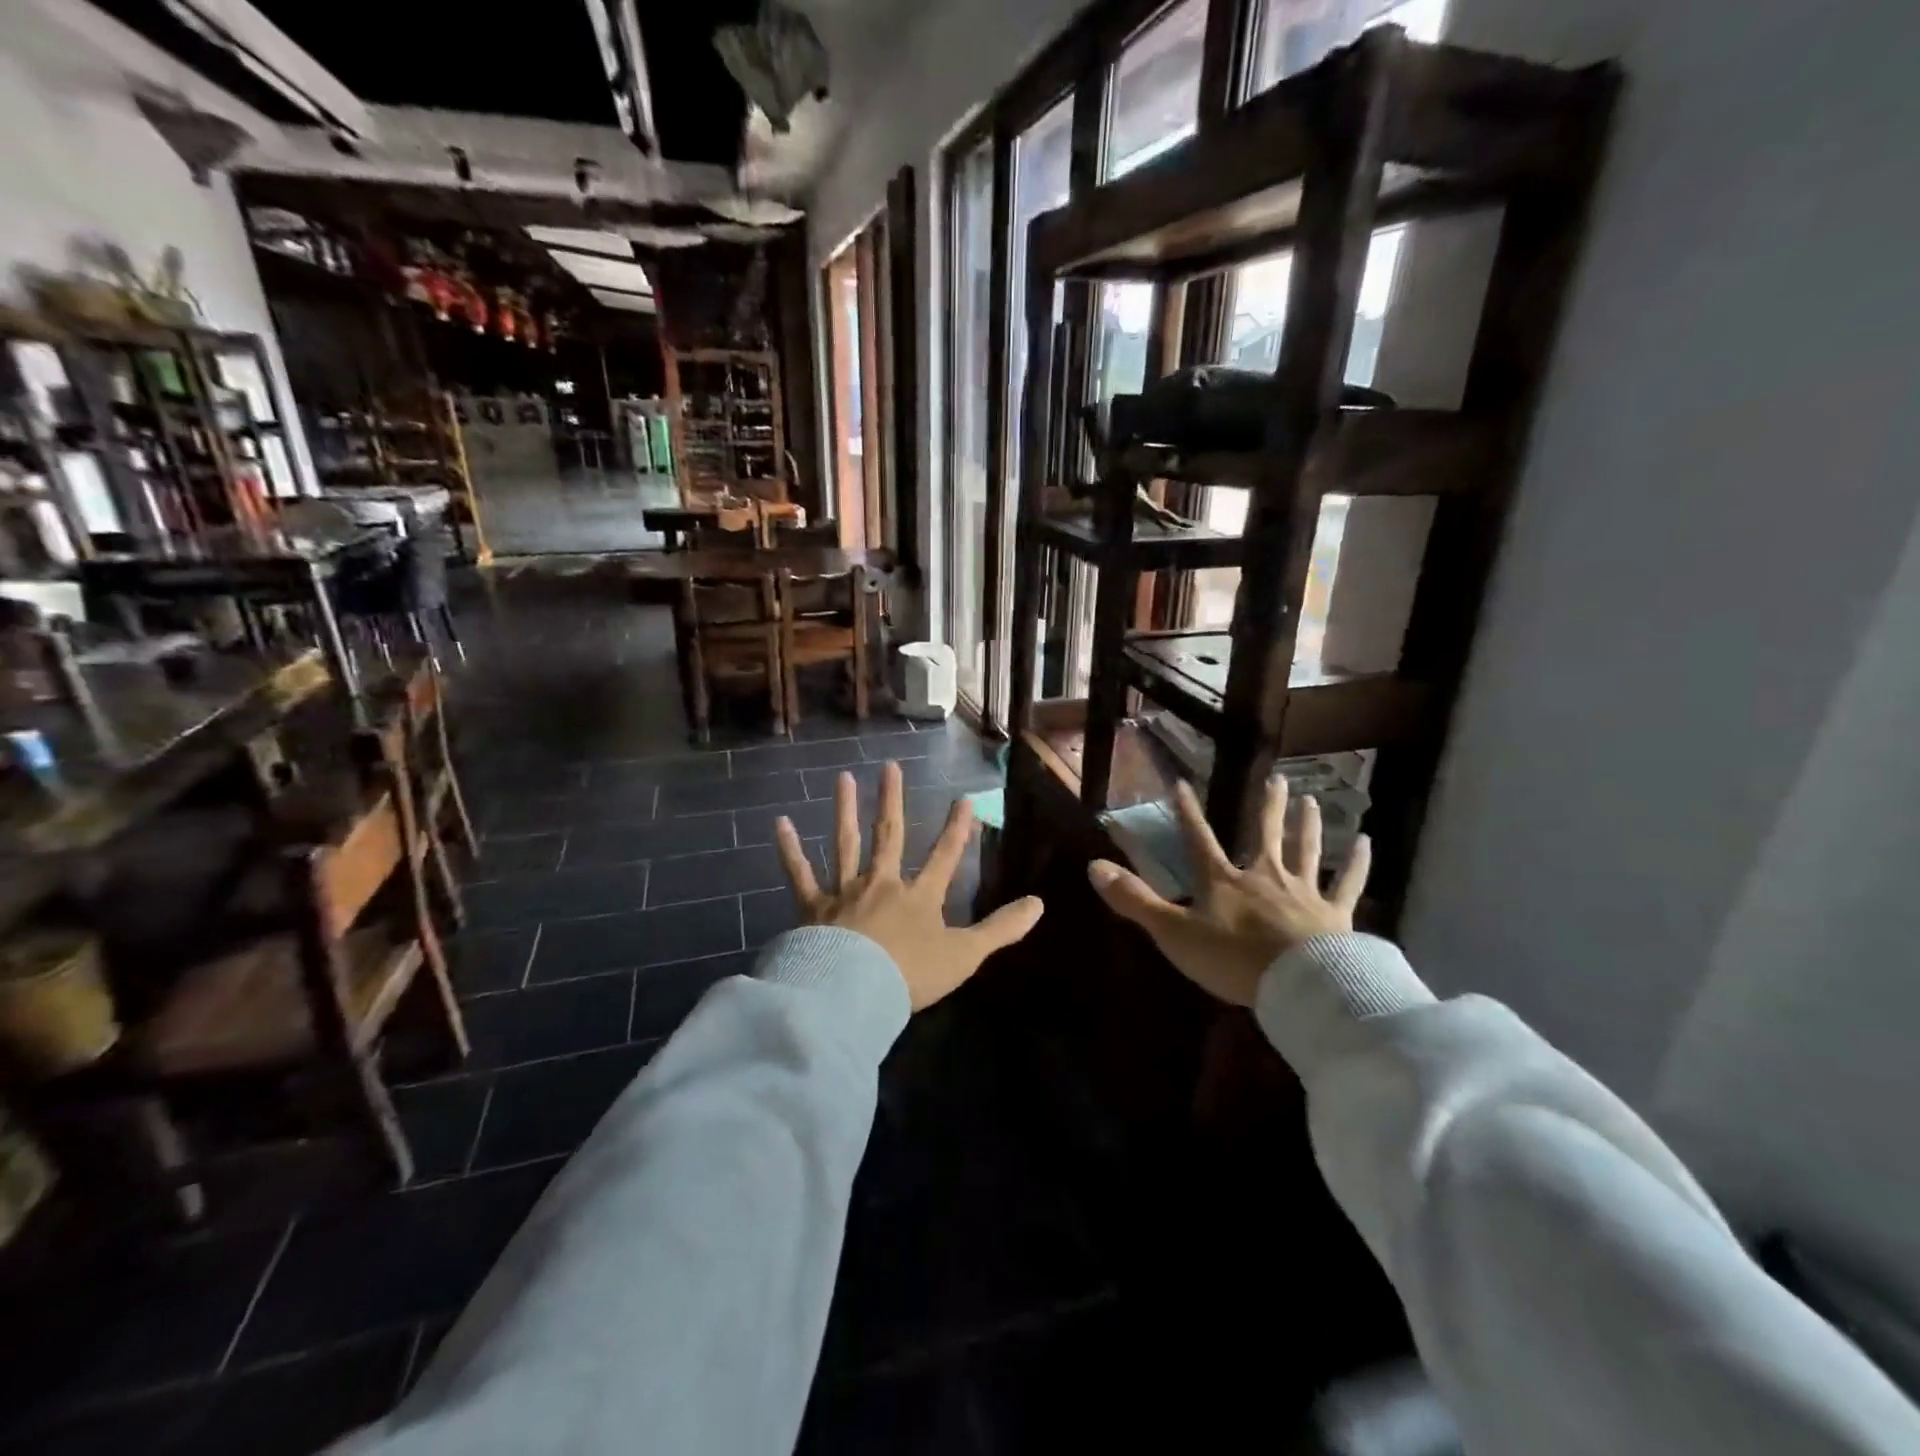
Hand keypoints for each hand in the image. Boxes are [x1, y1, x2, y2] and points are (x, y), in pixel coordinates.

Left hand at [774, 762, 1044, 1010]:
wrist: (854, 992)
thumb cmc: (910, 975)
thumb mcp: (965, 955)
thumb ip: (1001, 929)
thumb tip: (1040, 903)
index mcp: (919, 897)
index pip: (945, 856)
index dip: (957, 829)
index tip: (964, 799)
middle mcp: (882, 883)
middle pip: (889, 835)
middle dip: (892, 801)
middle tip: (890, 767)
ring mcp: (845, 892)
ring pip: (846, 843)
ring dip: (846, 810)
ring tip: (844, 778)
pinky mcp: (812, 907)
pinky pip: (799, 874)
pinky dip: (790, 849)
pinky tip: (780, 823)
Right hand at [1088, 778, 1368, 1006]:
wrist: (1299, 985)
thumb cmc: (1232, 959)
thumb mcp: (1173, 932)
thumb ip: (1134, 900)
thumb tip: (1093, 866)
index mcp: (1224, 882)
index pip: (1199, 839)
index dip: (1187, 812)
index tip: (1182, 783)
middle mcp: (1264, 876)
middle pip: (1264, 834)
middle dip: (1267, 807)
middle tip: (1277, 779)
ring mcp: (1303, 892)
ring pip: (1305, 850)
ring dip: (1306, 824)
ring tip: (1309, 799)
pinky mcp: (1336, 914)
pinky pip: (1348, 883)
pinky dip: (1357, 862)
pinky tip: (1366, 842)